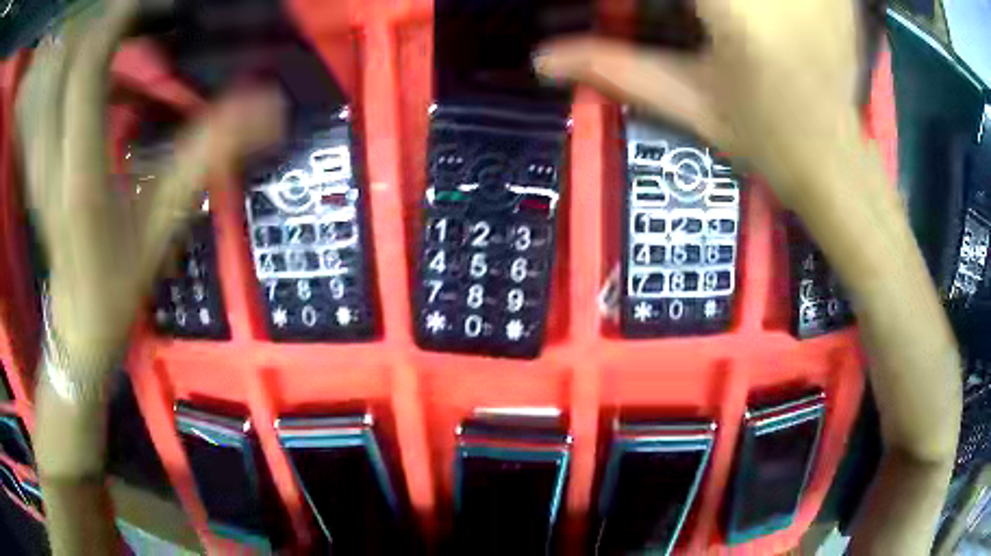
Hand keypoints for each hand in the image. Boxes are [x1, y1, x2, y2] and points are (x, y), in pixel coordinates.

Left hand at [15, 0, 282, 379]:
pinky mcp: (44, 151)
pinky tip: (119, 77)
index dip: (121, 17)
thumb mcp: (163, 224)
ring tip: (146, 33)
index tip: (161, 1)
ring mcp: (44, 151)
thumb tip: (271, 108)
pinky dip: (94, 69)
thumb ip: (209, 158)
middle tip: (162, 14)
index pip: (88, 66)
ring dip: (107, 41)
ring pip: (67, 69)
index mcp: (79, 170)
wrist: (76, 318)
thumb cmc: (117, 285)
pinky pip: (65, 91)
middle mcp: (53, 152)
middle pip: (77, 55)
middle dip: (118, 21)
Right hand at [533, 0, 863, 207]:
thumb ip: (617, 67)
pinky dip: (772, 4)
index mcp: (735, 8)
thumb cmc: (767, 142)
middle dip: (696, 8)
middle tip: (697, 25)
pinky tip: (761, 19)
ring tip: (718, 25)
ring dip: (719, 6)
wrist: (838, 163)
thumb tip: (544, 59)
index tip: (627, 12)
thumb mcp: (691, 103)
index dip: (638, 1)